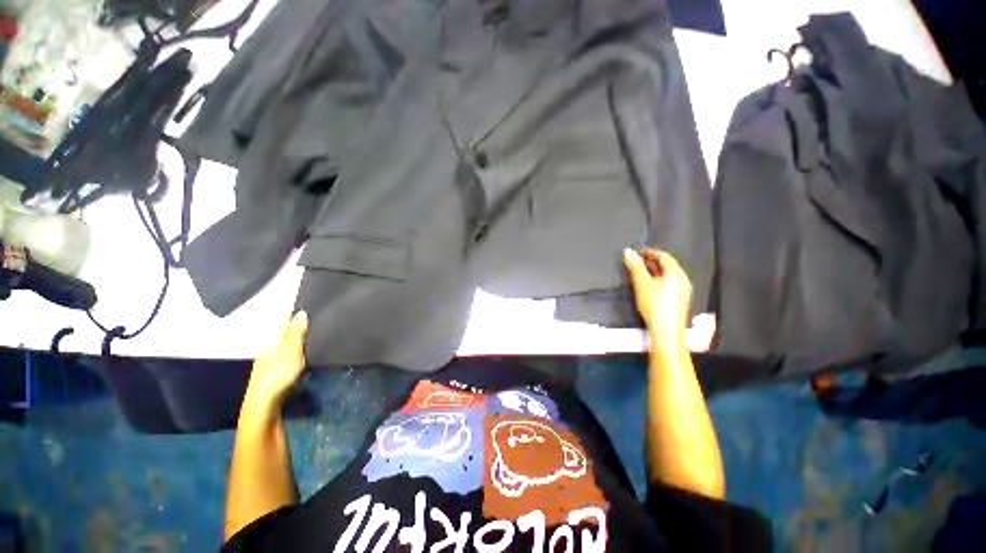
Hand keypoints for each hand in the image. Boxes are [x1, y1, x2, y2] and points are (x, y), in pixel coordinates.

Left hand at [245, 311, 308, 408]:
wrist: (264, 404)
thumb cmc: (278, 375)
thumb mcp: (291, 351)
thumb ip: (296, 332)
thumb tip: (301, 312)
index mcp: (272, 339)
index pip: (283, 318)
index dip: (292, 308)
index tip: (301, 296)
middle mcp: (269, 345)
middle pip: (283, 328)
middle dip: (295, 320)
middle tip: (311, 310)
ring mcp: (271, 357)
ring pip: (286, 339)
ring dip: (297, 332)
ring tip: (311, 325)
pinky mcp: (276, 367)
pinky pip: (289, 349)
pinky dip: (297, 343)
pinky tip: (304, 345)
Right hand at [623, 248, 691, 340]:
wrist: (666, 331)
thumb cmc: (655, 305)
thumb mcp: (642, 283)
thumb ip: (635, 266)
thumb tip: (628, 252)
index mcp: (676, 273)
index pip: (663, 255)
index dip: (649, 251)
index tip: (636, 250)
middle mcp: (682, 279)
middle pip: (666, 264)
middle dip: (650, 260)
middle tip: (635, 259)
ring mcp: (682, 290)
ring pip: (666, 274)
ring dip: (652, 269)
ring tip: (638, 270)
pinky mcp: (678, 299)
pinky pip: (668, 282)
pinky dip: (656, 278)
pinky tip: (646, 283)